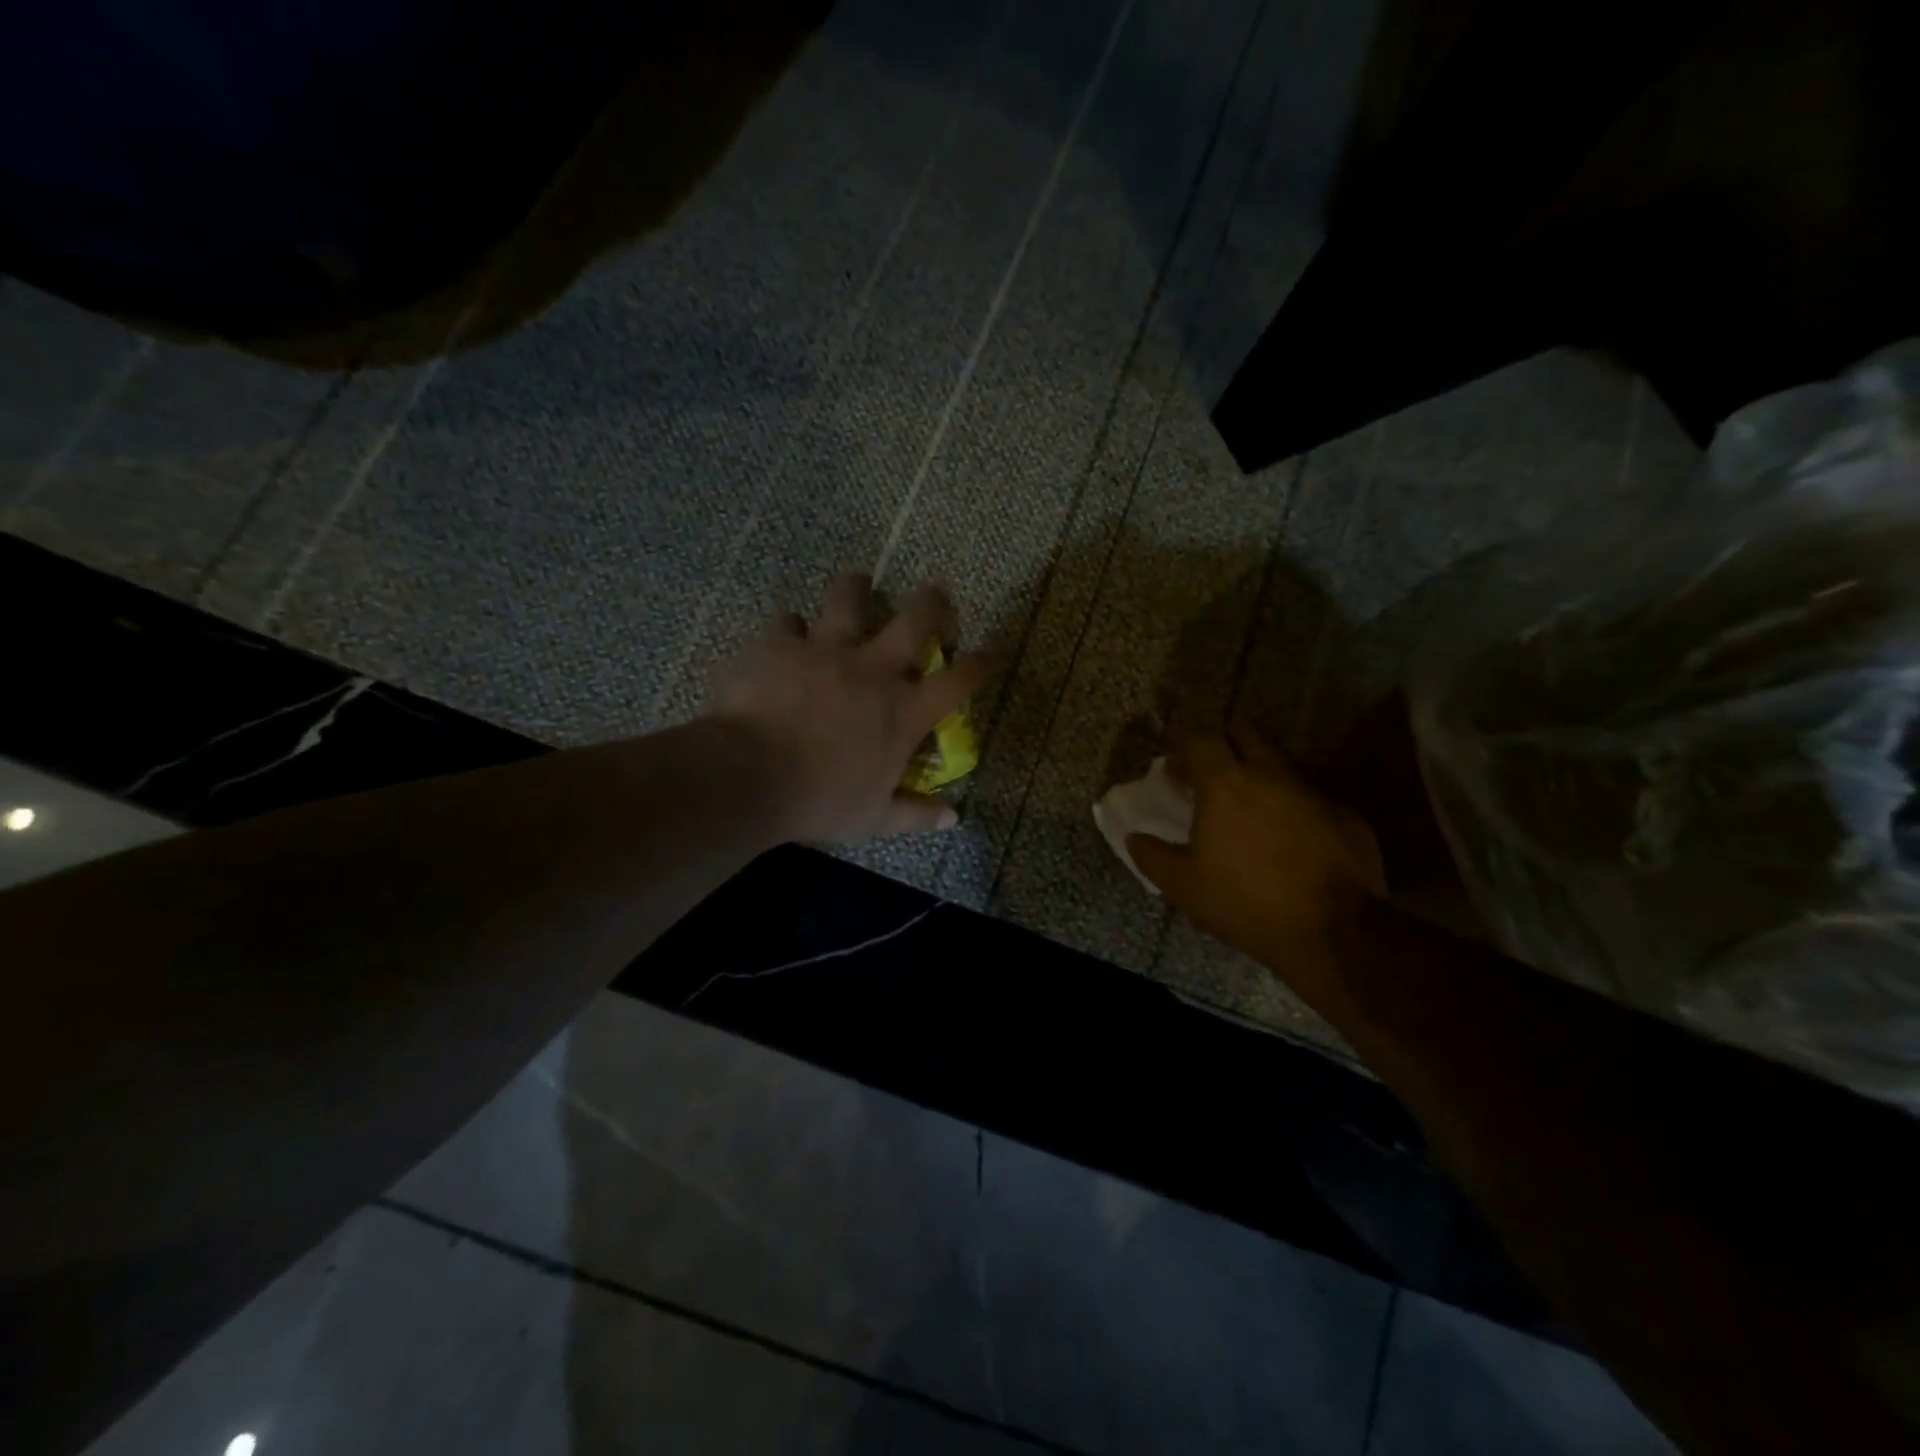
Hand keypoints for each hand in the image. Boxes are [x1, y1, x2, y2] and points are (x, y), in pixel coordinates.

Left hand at [706, 572, 995, 843]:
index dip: (981, 664)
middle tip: (935, 589)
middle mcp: (873, 670)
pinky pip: (787, 621)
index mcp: (903, 711)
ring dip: (856, 588)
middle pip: (915, 619)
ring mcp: (826, 649)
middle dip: (932, 601)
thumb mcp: (875, 818)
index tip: (992, 652)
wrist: (749, 776)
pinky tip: (784, 635)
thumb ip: (916, 814)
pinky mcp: (780, 643)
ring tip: (857, 582)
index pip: (958, 682)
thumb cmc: (820, 801)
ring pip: (849, 598)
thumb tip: (954, 817)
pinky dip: (789, 628)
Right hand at [1129, 719, 1384, 981]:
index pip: (1200, 740)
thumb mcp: (1184, 887)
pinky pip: (1311, 797)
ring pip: (1281, 764)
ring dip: (1262, 773)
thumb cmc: (1245, 902)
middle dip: (1226, 742)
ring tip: (1251, 804)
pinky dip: (1295, 806)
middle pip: (1245, 734)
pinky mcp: (1345, 814)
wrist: (1334, 931)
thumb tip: (1135, 838)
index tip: (1174, 769)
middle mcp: (1270, 774)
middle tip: (1213, 769)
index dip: (1184, 750)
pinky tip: (1292, 836)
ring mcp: (1312, 791)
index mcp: (1225, 784)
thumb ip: (1153, 856)